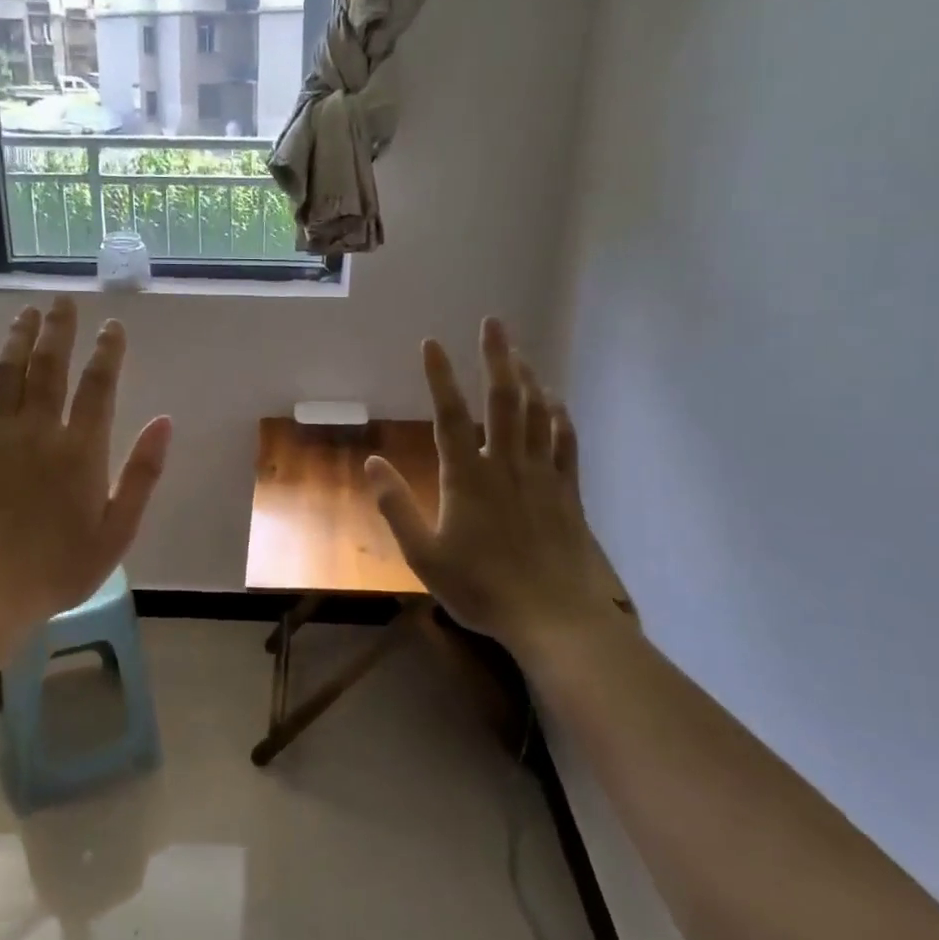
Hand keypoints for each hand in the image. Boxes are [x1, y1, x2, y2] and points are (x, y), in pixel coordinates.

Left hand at [0, 297, 172, 631]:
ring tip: (26, 314)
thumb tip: (164, 421)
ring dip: (17, 341)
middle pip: (49, 367)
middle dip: (58, 330)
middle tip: (62, 301)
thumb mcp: (118, 528)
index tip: (112, 325)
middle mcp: (39, 431)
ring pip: (7, 375)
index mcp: (82, 449)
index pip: (98, 385)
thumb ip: (142, 473)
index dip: (107, 351)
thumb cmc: (62, 566)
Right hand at [367, 319, 631, 654]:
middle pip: (503, 400)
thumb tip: (371, 462)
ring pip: (537, 413)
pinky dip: (558, 415)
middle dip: (497, 357)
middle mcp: (506, 464)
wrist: (553, 616)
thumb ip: (396, 506)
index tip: (432, 342)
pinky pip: (564, 441)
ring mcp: (541, 475)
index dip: (440, 376)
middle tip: (493, 323)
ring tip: (519, 353)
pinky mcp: (567, 491)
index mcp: (468, 477)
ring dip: (527, 378)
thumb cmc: (481, 587)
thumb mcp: (424, 555)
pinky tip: (554, 401)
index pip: (450, 415)